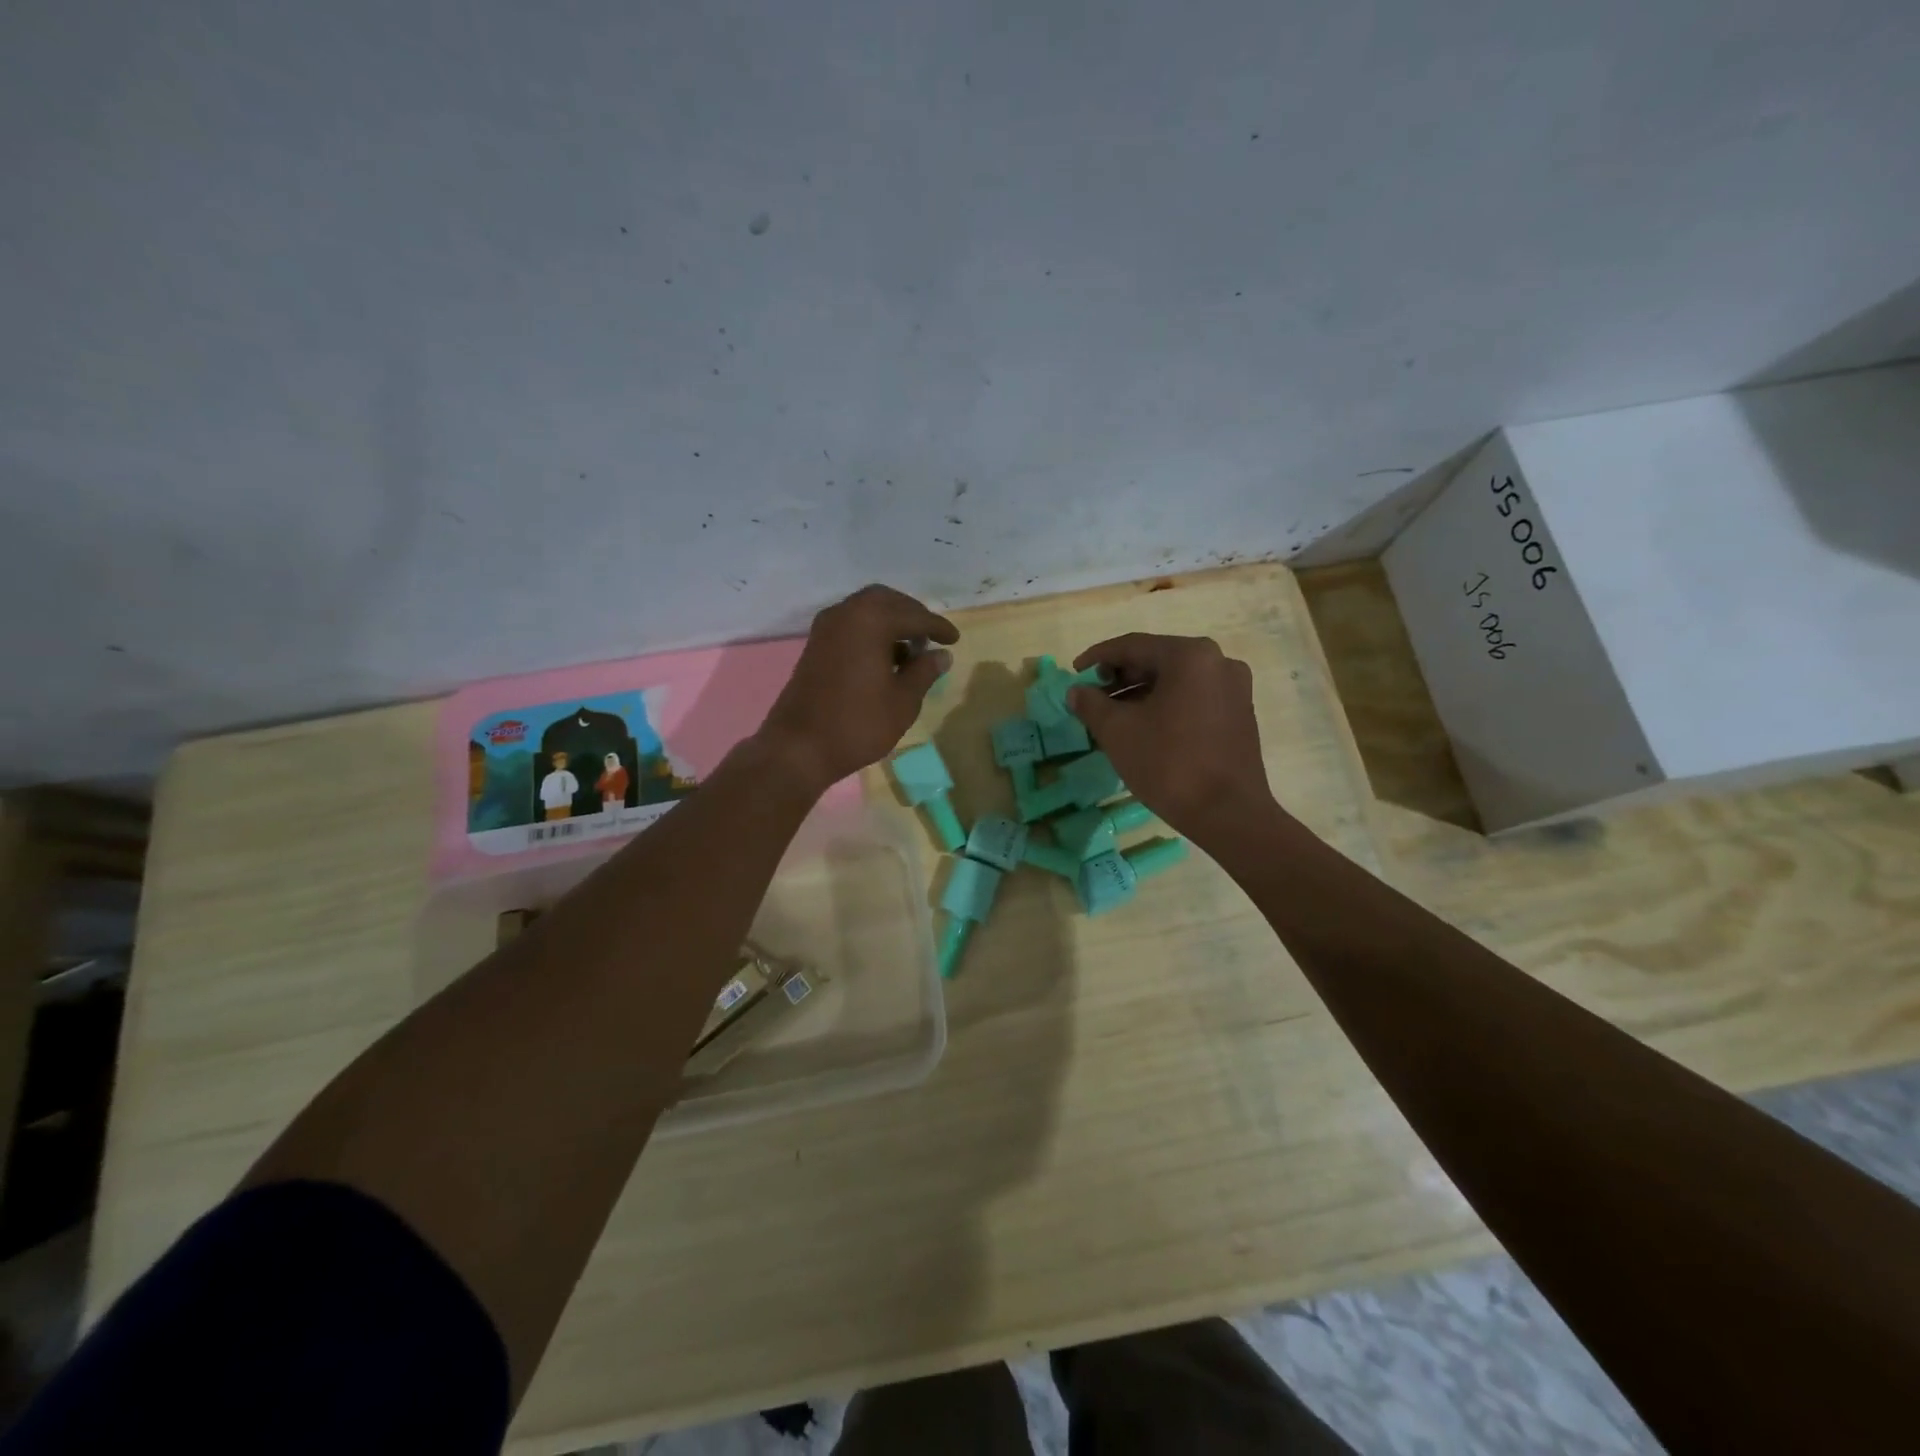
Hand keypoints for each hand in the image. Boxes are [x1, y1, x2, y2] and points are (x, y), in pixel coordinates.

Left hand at [758, 584, 957, 792]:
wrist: (799, 747)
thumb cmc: (858, 724)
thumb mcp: (903, 701)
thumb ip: (924, 672)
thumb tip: (941, 654)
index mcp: (871, 620)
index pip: (914, 615)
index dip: (938, 627)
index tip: (954, 639)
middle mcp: (846, 613)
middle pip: (886, 601)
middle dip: (912, 615)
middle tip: (930, 638)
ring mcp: (826, 628)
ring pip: (866, 610)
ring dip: (890, 622)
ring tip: (911, 651)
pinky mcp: (815, 645)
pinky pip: (850, 624)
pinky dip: (871, 632)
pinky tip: (884, 658)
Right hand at [1068, 633, 1275, 843]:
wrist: (1228, 814)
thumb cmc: (1169, 764)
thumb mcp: (1118, 731)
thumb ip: (1091, 704)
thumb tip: (1076, 692)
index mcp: (1190, 656)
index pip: (1133, 646)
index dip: (1097, 657)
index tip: (1074, 672)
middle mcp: (1218, 662)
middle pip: (1157, 660)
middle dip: (1120, 677)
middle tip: (1092, 696)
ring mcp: (1234, 688)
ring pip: (1176, 681)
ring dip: (1140, 693)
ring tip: (1112, 716)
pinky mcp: (1240, 714)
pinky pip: (1193, 698)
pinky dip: (1165, 705)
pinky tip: (1144, 727)